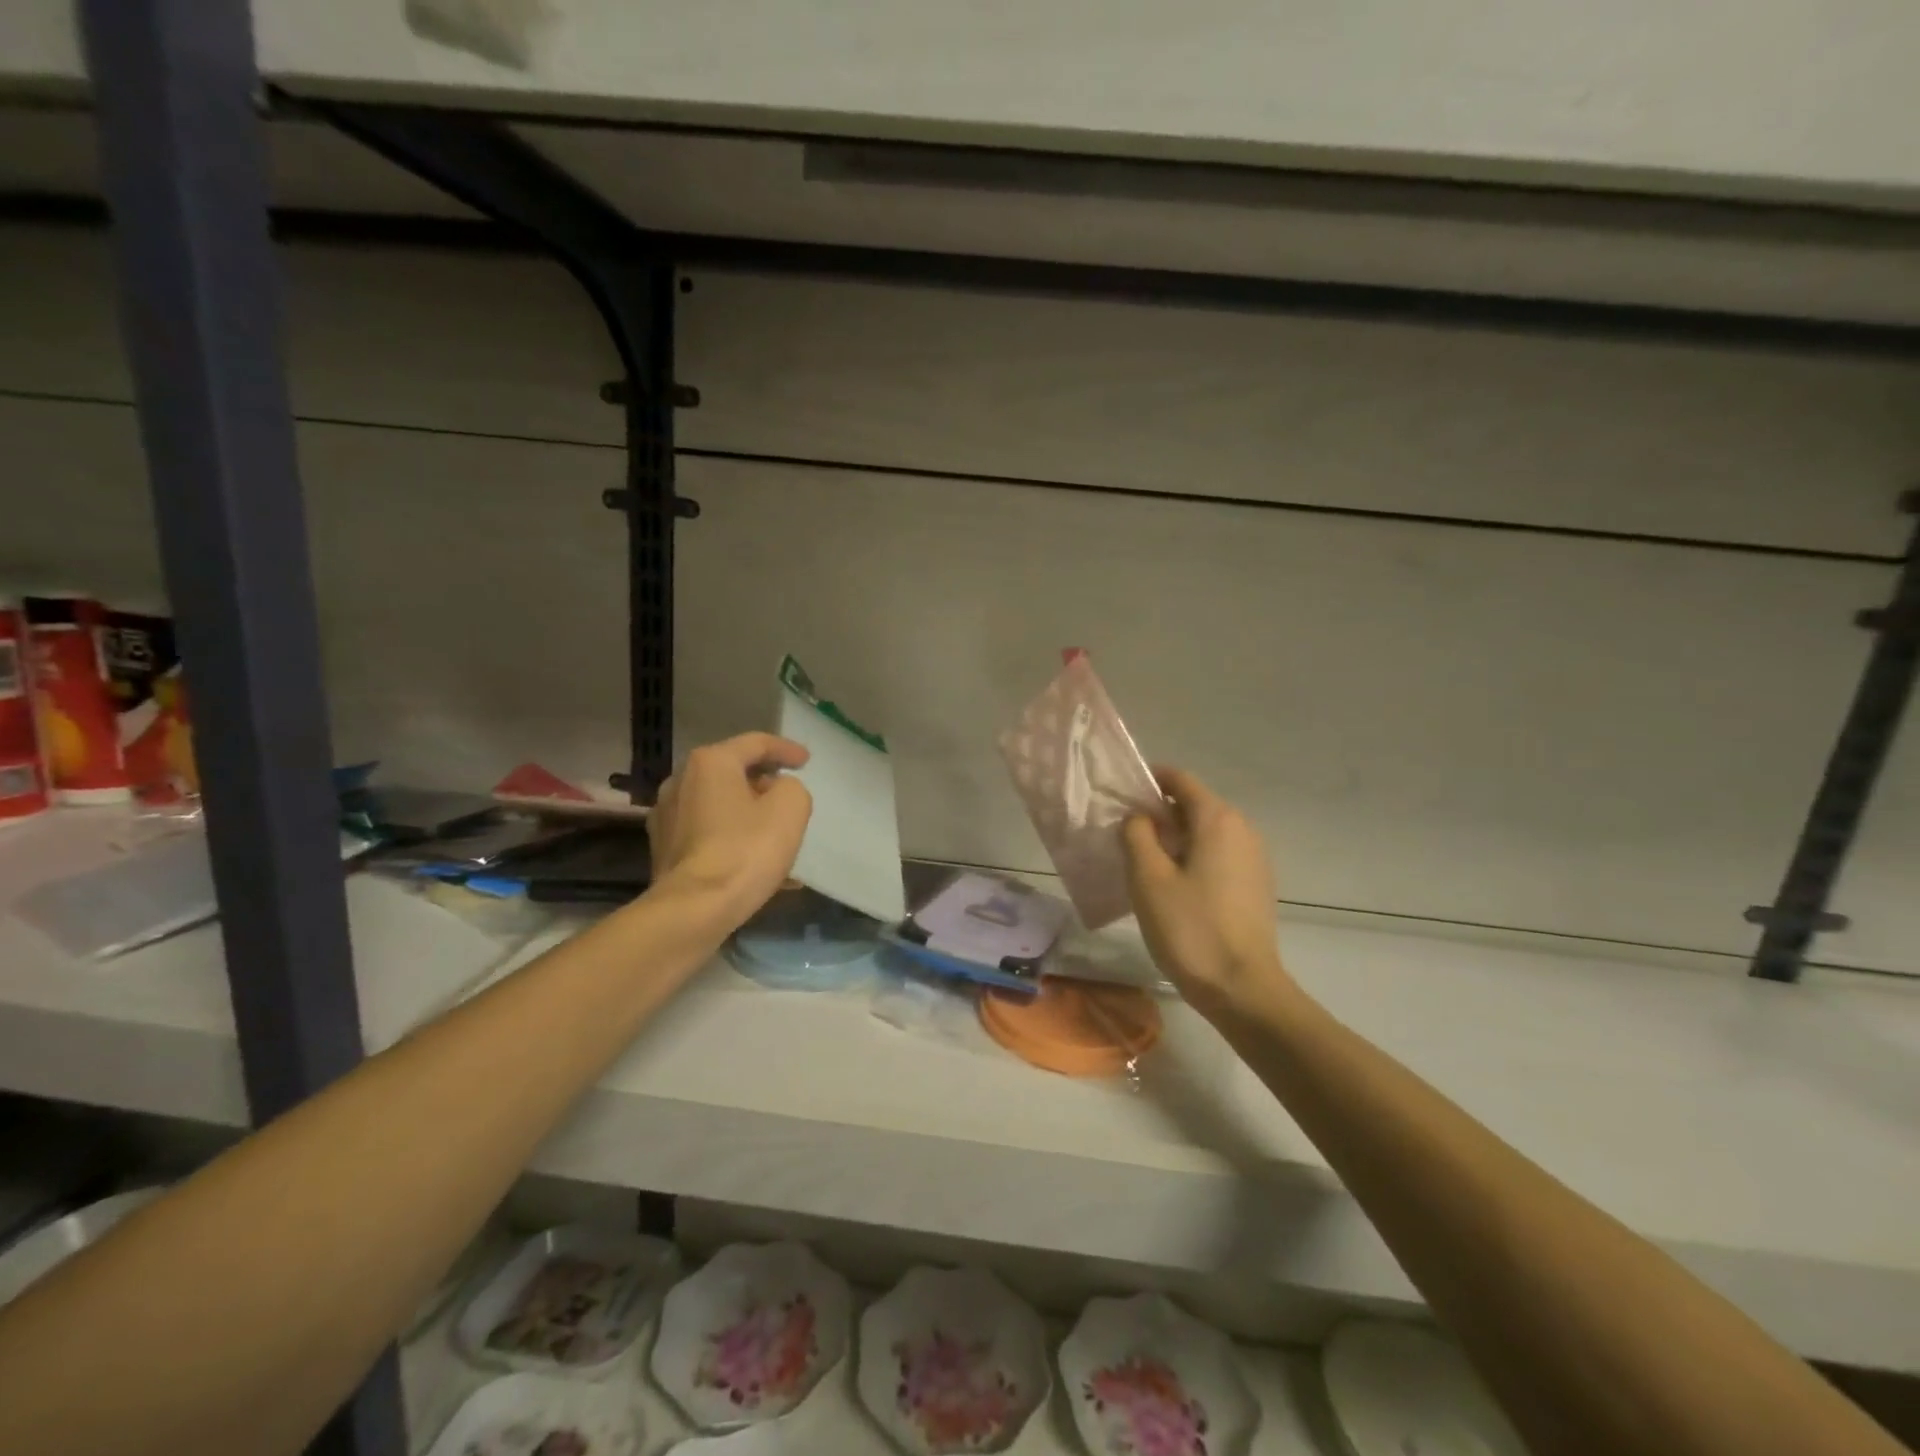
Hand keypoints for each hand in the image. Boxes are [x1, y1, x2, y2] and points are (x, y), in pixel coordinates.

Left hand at [648, 733, 812, 924]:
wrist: (695, 909)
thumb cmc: (746, 850)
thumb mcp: (790, 807)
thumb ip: (791, 787)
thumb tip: (777, 792)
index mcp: (711, 762)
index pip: (756, 743)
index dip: (786, 749)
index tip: (806, 762)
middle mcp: (681, 781)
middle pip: (732, 772)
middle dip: (763, 782)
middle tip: (788, 795)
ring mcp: (667, 816)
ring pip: (719, 805)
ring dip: (748, 813)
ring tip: (775, 832)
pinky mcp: (664, 849)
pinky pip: (708, 833)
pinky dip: (733, 838)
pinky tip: (755, 861)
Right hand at [1122, 767, 1293, 1020]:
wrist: (1243, 988)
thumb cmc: (1191, 928)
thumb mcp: (1148, 878)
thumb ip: (1137, 835)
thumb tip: (1139, 817)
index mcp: (1217, 819)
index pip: (1180, 779)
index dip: (1149, 780)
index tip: (1120, 795)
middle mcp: (1242, 829)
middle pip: (1194, 804)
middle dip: (1159, 812)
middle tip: (1124, 833)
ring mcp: (1254, 857)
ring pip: (1206, 831)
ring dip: (1175, 836)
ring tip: (1144, 861)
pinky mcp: (1255, 884)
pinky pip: (1218, 854)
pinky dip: (1193, 856)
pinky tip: (1173, 885)